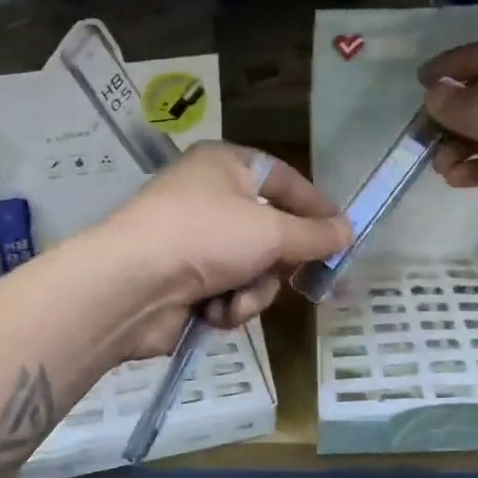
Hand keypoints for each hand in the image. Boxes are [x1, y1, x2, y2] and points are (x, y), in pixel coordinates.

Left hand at [83, 142, 350, 358]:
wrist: (131, 286)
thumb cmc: (205, 237)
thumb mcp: (271, 231)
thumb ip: (314, 235)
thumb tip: (347, 232)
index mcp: (226, 165)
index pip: (284, 179)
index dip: (315, 206)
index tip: (342, 234)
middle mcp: (210, 197)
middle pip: (271, 231)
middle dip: (279, 262)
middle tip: (295, 277)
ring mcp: (195, 241)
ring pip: (253, 269)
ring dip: (253, 291)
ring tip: (234, 300)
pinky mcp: (185, 280)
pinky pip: (229, 292)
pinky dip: (228, 305)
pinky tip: (213, 312)